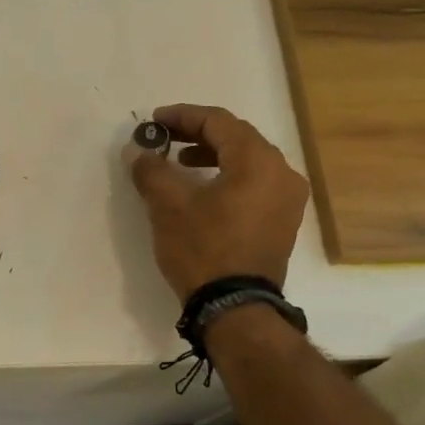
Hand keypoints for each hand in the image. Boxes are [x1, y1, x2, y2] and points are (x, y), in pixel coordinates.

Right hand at [126, 104, 308, 301]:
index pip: (218, 122)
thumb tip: (137, 151)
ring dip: (213, 156)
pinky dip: (228, 177)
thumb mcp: (168, 206)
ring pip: (247, 162)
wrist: (235, 308)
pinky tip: (204, 191)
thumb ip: (151, 170)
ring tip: (181, 164)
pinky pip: (255, 184)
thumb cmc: (203, 249)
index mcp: (258, 161)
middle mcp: (282, 173)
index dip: (183, 116)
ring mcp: (288, 199)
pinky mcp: (283, 222)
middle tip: (165, 139)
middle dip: (197, 135)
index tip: (154, 121)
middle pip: (237, 138)